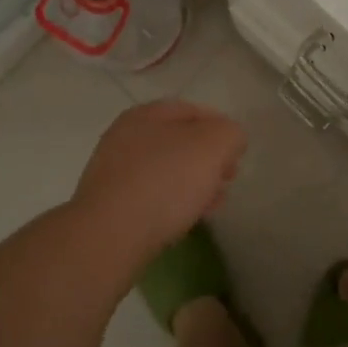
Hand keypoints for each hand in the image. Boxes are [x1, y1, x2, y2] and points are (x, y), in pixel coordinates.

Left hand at [71, 100, 246, 248]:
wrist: (110, 236)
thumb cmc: (165, 181)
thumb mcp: (213, 145)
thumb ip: (229, 133)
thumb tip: (229, 140)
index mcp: (146, 114)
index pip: (192, 111)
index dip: (221, 127)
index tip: (237, 153)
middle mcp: (125, 136)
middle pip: (179, 141)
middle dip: (208, 158)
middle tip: (228, 178)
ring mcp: (114, 171)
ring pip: (166, 169)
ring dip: (194, 181)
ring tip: (214, 202)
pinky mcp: (110, 204)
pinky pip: (151, 195)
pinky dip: (173, 201)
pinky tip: (189, 218)